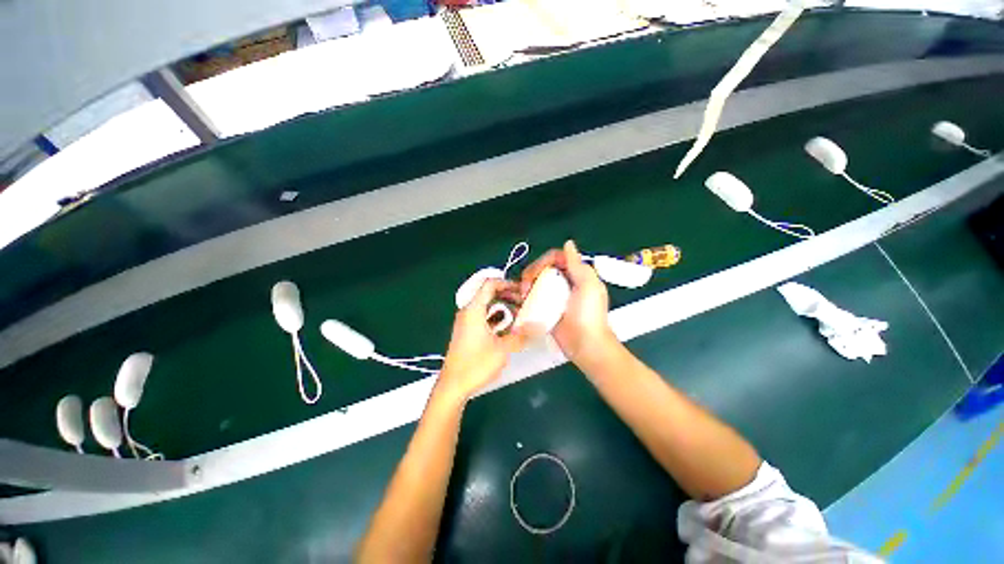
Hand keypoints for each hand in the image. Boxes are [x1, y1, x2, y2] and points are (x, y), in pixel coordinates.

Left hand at [438, 279, 527, 400]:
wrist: (453, 386)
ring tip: (519, 315)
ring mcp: (466, 322)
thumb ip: (521, 335)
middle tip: (524, 302)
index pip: (489, 284)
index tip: (522, 290)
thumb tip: (540, 325)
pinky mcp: (466, 332)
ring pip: (486, 306)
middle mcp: (468, 312)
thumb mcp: (503, 349)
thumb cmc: (476, 364)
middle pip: (488, 294)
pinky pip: (483, 317)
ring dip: (502, 307)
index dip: (507, 283)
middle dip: (507, 295)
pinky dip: (495, 317)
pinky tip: (507, 328)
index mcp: (474, 309)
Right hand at [520, 240, 616, 364]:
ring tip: (524, 295)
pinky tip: (523, 301)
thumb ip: (577, 264)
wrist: (585, 344)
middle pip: (544, 269)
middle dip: (532, 274)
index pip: (556, 258)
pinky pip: (535, 297)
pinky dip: (527, 297)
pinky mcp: (548, 308)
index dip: (543, 261)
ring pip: (537, 282)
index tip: (535, 273)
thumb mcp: (588, 286)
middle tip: (526, 287)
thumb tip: (568, 243)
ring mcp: (555, 296)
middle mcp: (565, 282)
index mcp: (577, 274)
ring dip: (528, 285)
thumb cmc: (589, 314)